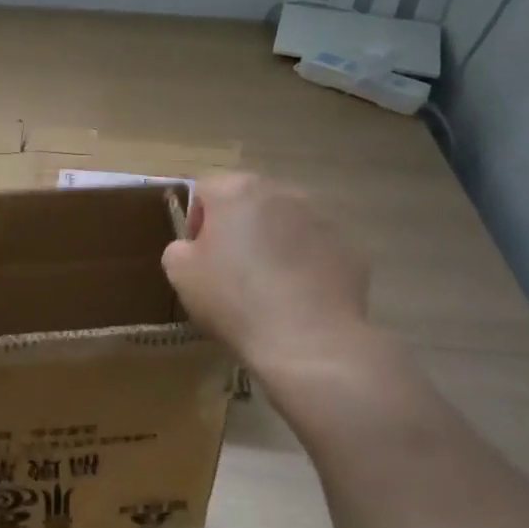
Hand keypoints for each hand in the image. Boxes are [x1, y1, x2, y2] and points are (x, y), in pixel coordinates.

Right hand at [162, 173, 371, 372]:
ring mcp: (322, 218)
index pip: (205, 188)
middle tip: (230, 268)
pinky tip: (297, 297)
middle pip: (249, 200)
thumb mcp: (180, 275)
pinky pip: (316, 249)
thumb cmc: (234, 300)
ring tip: (267, 285)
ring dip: (273, 242)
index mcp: (237, 191)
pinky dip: (304, 264)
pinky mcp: (349, 248)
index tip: (197, 252)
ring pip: (286, 222)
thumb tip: (192, 247)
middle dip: (237, 226)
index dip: (195, 218)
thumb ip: (179, 249)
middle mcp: (283, 193)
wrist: (307, 339)